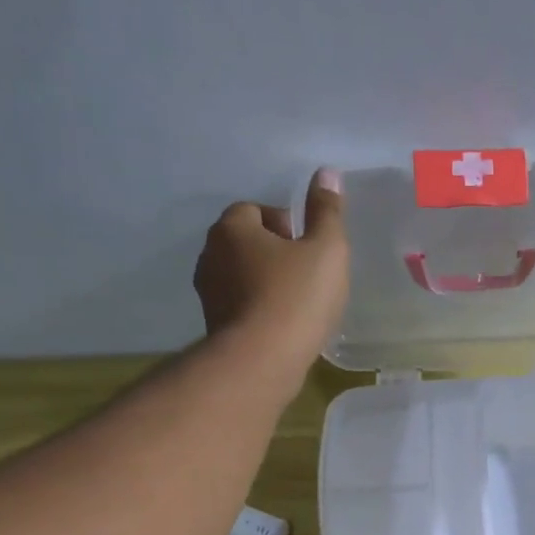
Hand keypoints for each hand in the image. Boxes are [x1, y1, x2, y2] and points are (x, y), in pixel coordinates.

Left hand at [194, 168, 349, 360]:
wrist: (262, 360)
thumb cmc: (297, 297)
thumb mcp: (326, 249)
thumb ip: (327, 211)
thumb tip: (326, 173)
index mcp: (233, 228)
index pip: (254, 210)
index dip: (284, 224)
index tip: (308, 247)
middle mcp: (211, 254)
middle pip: (244, 242)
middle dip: (272, 252)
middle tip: (306, 274)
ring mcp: (208, 293)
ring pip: (240, 275)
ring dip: (264, 282)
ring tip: (296, 302)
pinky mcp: (213, 325)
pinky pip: (239, 305)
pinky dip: (258, 308)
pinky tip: (283, 326)